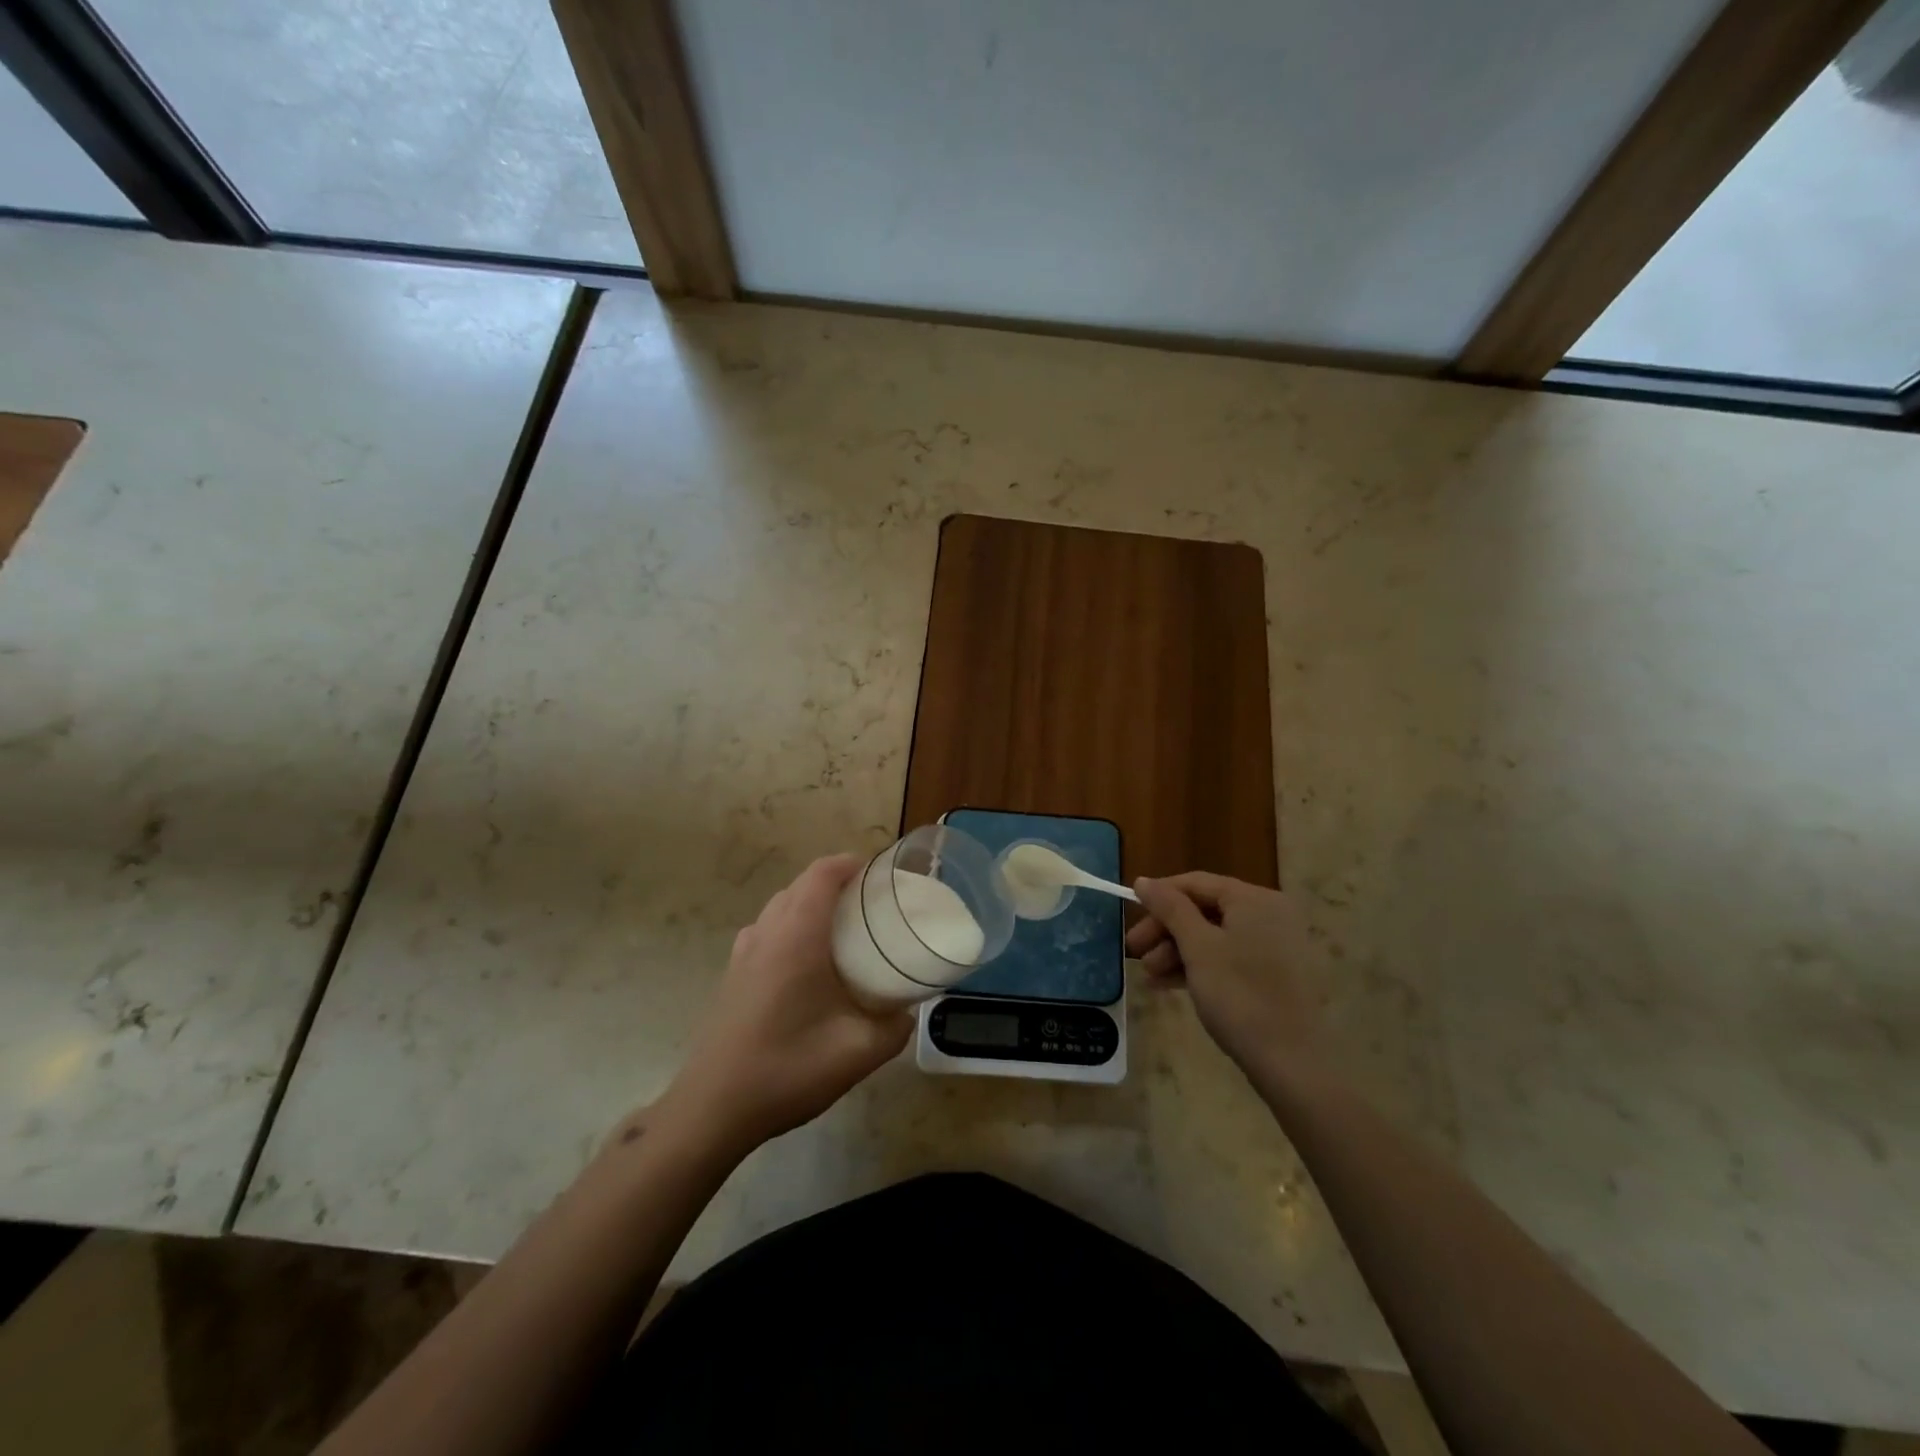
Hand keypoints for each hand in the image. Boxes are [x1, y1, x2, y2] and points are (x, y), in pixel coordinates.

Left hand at [660, 855, 912, 1154]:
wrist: (713, 1109)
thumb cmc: (787, 1068)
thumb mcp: (858, 1052)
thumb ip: (894, 1027)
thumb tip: (908, 1011)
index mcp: (797, 936)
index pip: (821, 874)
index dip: (850, 863)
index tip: (879, 874)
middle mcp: (767, 932)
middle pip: (801, 885)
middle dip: (836, 883)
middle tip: (872, 905)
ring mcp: (743, 953)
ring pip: (781, 907)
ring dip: (811, 905)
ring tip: (844, 931)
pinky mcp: (733, 974)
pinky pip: (768, 930)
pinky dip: (792, 927)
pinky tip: (809, 965)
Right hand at [1128, 872, 1321, 1077]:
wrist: (1292, 1062)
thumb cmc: (1239, 995)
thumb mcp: (1197, 947)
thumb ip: (1169, 908)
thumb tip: (1143, 880)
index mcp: (1254, 899)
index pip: (1196, 883)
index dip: (1159, 895)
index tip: (1129, 913)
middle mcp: (1269, 914)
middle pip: (1204, 909)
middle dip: (1166, 930)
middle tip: (1135, 951)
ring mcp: (1275, 945)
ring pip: (1214, 936)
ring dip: (1177, 951)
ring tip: (1150, 976)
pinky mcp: (1274, 974)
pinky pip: (1229, 957)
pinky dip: (1199, 966)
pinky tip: (1170, 985)